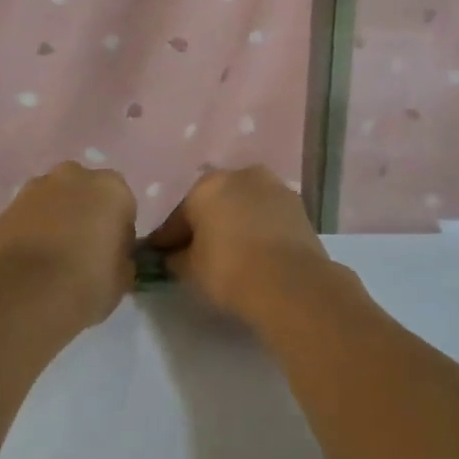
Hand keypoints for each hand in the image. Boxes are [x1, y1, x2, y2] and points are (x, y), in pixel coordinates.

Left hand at [0, 162, 136, 327]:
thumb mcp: (123, 277)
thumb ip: (122, 257)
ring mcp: (36, 188)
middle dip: (86, 214)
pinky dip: (33, 229)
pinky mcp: (7, 206)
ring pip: (55, 199)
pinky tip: (32, 259)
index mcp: (112, 189)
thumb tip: (113, 257)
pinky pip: (30, 214)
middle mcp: (75, 177)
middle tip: (83, 250)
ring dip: (58, 218)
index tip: (112, 255)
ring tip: (53, 256)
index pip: (123, 206)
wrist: (25, 294)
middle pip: (87, 193)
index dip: (118, 231)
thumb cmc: (86, 282)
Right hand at [147, 166, 329, 320]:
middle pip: (213, 202)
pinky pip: (267, 214)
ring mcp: (273, 186)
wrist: (290, 283)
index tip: (160, 255)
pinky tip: (254, 249)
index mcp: (206, 185)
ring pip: (243, 204)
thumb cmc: (230, 270)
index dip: (167, 238)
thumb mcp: (190, 270)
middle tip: (197, 251)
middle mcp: (240, 175)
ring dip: (234, 221)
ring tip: (230, 250)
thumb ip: (176, 258)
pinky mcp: (298, 205)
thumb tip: (173, 255)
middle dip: (205, 223)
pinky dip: (258, 227)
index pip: (178, 215)